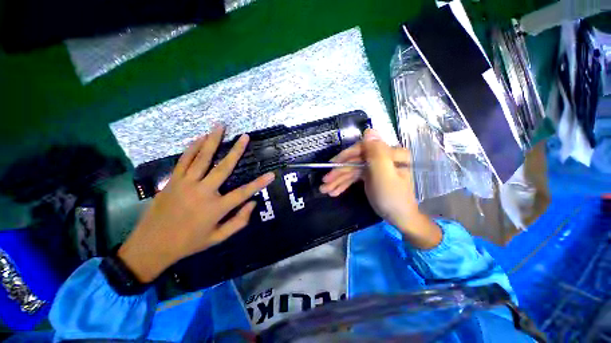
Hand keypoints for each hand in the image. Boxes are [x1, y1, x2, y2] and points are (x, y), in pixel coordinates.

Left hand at [118, 125, 274, 282]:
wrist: (150, 246)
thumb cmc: (188, 243)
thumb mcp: (217, 238)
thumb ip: (239, 222)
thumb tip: (253, 203)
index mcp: (215, 208)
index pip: (243, 193)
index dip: (259, 183)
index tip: (271, 174)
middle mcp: (202, 192)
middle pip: (223, 168)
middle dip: (236, 151)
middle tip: (245, 136)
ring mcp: (185, 184)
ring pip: (202, 158)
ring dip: (212, 141)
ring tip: (220, 126)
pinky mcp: (173, 180)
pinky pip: (184, 160)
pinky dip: (193, 147)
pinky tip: (200, 137)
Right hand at [320, 129, 440, 248]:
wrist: (399, 218)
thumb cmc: (392, 198)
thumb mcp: (385, 175)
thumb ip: (376, 153)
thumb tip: (368, 130)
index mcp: (389, 152)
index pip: (362, 148)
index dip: (345, 156)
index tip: (332, 166)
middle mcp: (382, 156)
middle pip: (355, 160)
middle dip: (338, 172)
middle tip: (324, 182)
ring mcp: (374, 166)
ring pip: (352, 170)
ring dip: (338, 180)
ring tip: (325, 190)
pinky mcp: (370, 175)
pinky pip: (354, 177)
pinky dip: (343, 184)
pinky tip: (334, 191)